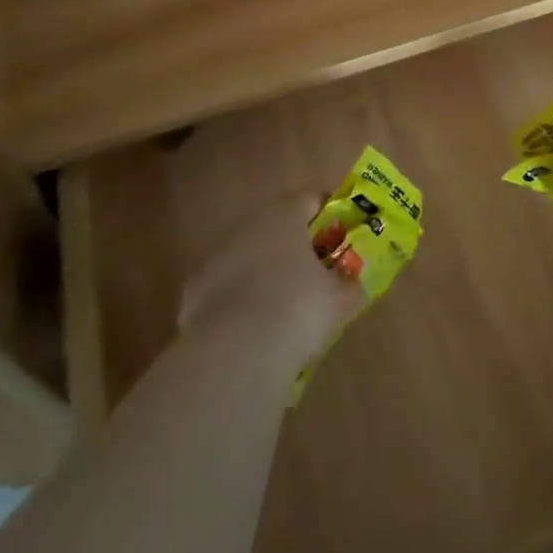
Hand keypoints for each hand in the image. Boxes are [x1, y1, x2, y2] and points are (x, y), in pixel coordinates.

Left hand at [178, 192, 366, 372]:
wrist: (235, 353)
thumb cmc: (298, 311)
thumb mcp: (340, 301)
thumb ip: (351, 285)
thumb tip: (358, 282)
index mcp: (286, 215)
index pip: (311, 198)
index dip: (328, 215)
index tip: (341, 235)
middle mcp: (249, 224)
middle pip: (276, 225)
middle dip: (294, 245)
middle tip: (314, 272)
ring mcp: (217, 254)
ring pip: (248, 254)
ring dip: (264, 270)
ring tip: (282, 305)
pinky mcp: (194, 288)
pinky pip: (225, 285)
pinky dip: (238, 299)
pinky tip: (250, 328)